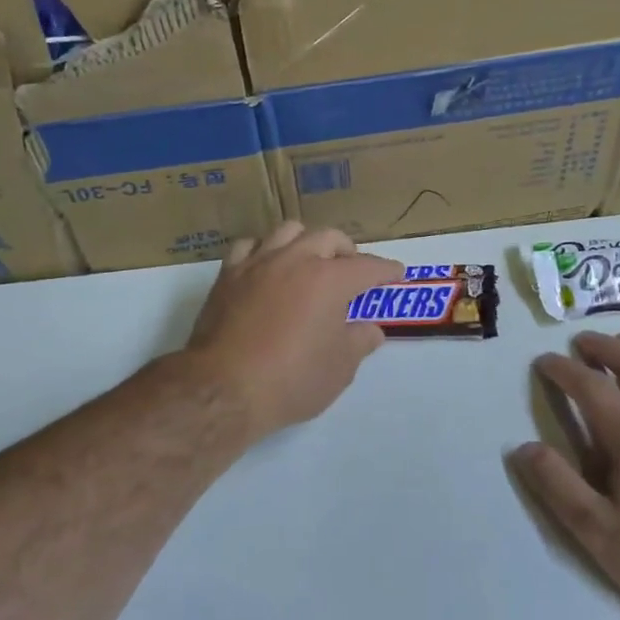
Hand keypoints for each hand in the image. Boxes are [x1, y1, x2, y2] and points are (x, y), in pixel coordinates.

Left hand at [184, 222, 403, 445]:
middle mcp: (296, 260)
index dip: (386, 270)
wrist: (223, 388)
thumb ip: (359, 342)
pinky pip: (250, 246)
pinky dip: (265, 250)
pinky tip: (268, 266)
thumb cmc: (291, 380)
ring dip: (307, 241)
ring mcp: (258, 263)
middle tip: (352, 269)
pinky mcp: (228, 275)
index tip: (396, 273)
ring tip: (310, 260)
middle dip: (347, 250)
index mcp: (330, 280)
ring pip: (288, 231)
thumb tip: (370, 329)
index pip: (367, 267)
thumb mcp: (339, 369)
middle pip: (328, 237)